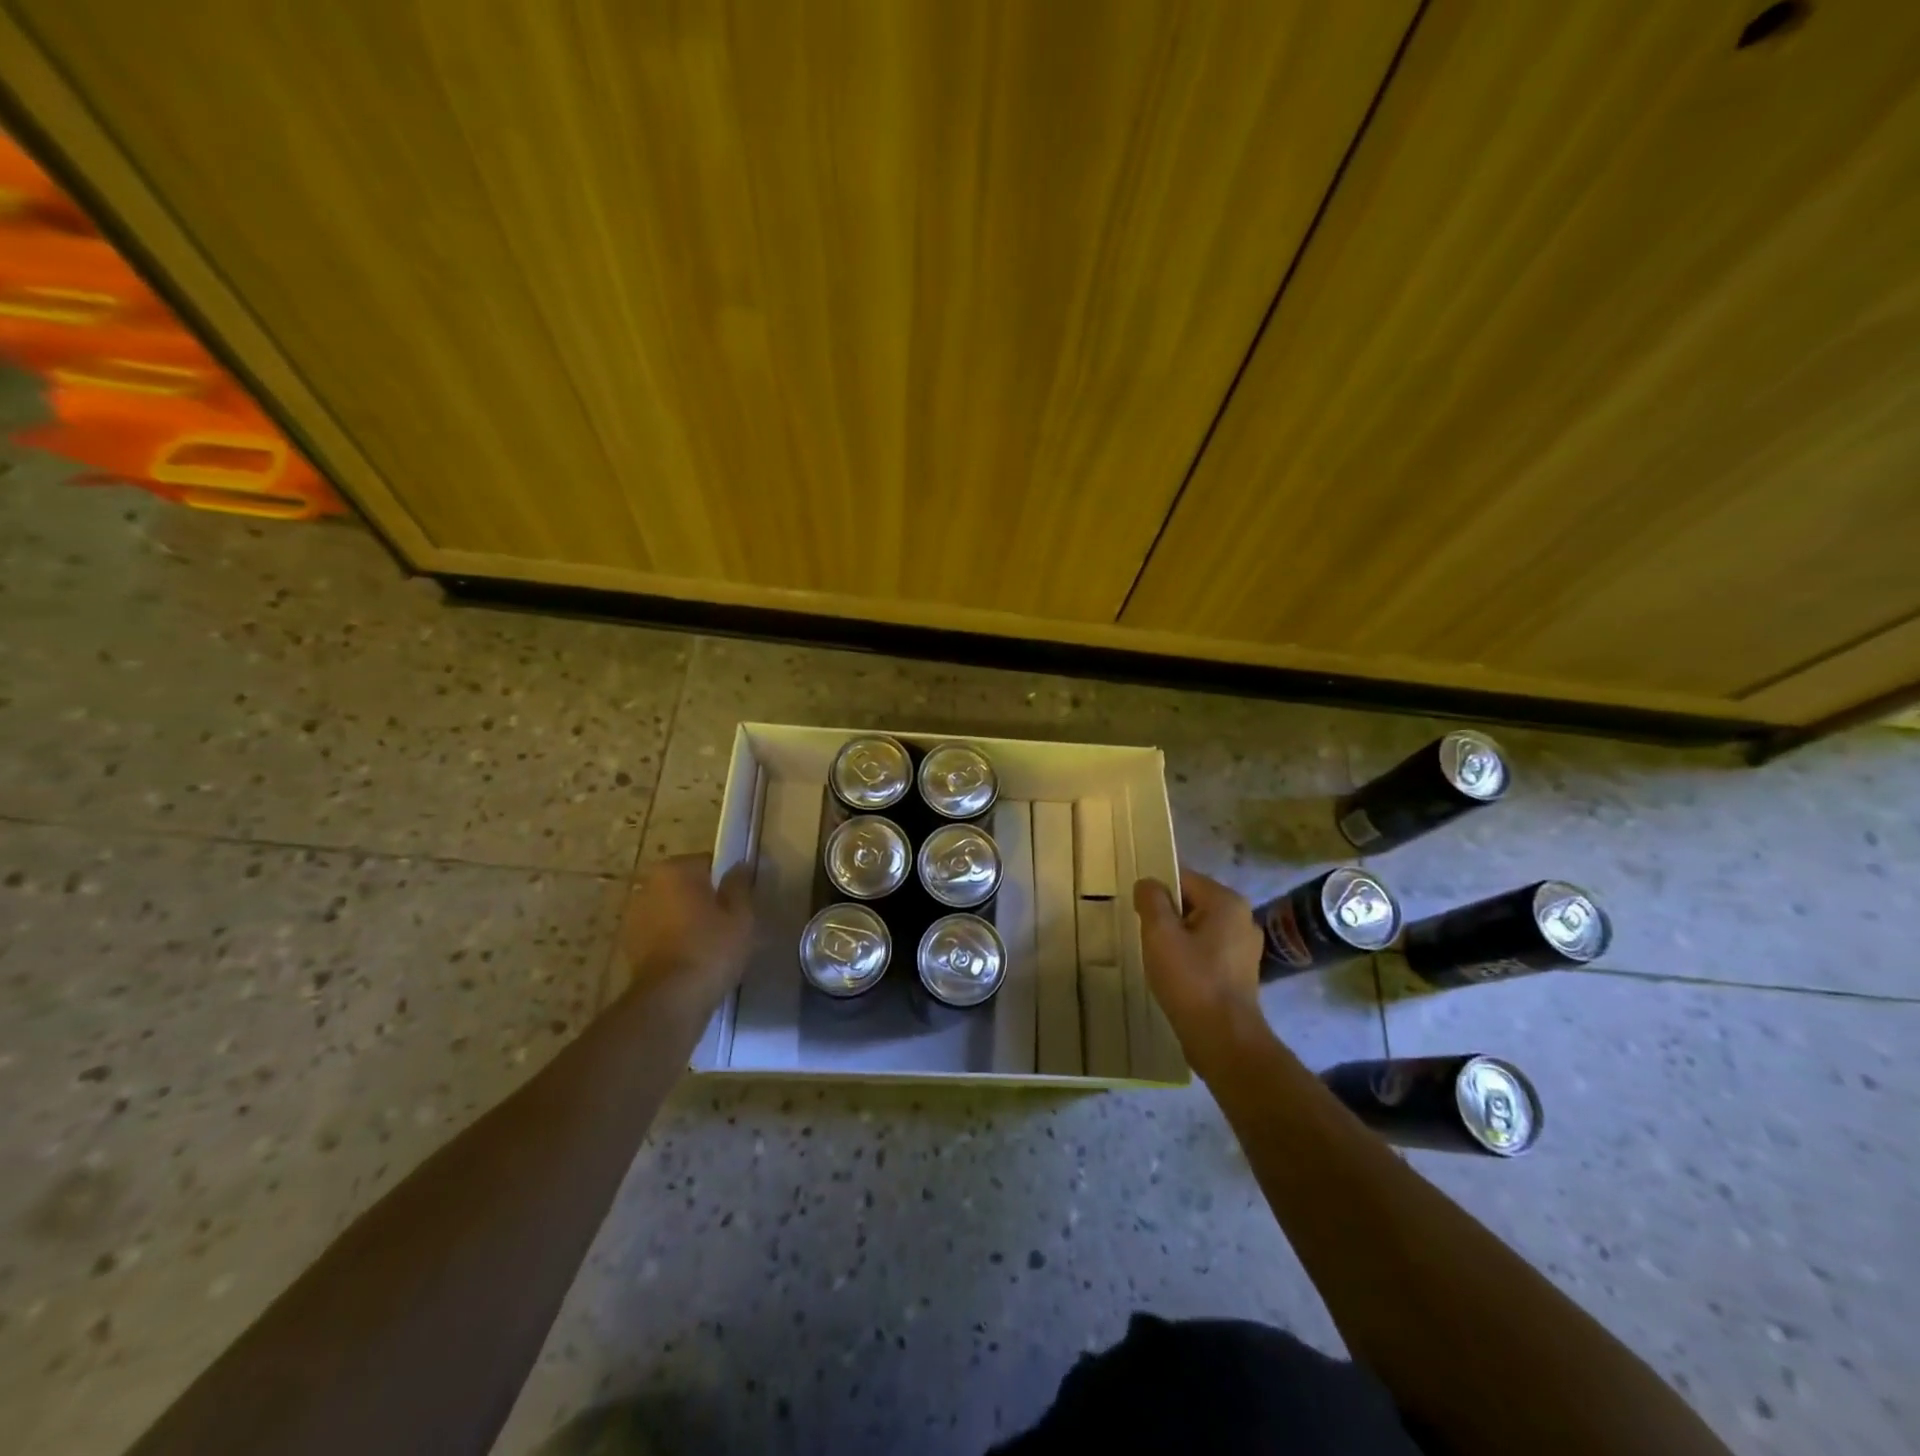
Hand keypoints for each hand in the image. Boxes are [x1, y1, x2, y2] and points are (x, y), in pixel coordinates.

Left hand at [617, 854, 754, 1014]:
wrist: (670, 999)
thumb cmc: (711, 948)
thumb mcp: (741, 915)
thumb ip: (739, 885)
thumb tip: (738, 866)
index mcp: (675, 870)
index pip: (708, 864)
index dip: (726, 882)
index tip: (738, 904)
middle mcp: (648, 885)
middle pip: (686, 886)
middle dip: (703, 900)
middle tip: (726, 924)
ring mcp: (633, 915)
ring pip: (671, 910)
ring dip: (685, 920)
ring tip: (709, 946)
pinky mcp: (628, 945)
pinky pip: (659, 933)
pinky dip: (672, 940)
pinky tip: (690, 960)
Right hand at [1133, 869, 1264, 1072]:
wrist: (1223, 1039)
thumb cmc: (1191, 980)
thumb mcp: (1160, 933)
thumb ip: (1151, 900)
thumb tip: (1148, 884)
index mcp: (1226, 901)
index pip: (1183, 878)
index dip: (1156, 892)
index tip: (1138, 913)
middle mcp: (1242, 917)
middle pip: (1192, 901)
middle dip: (1166, 915)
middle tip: (1146, 937)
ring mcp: (1245, 946)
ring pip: (1199, 927)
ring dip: (1177, 937)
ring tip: (1158, 957)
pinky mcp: (1241, 971)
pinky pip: (1208, 949)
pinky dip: (1190, 955)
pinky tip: (1176, 974)